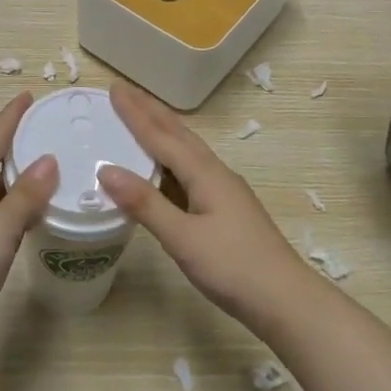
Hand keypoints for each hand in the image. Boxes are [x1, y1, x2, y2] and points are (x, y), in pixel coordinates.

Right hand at [97, 82, 315, 330]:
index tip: (114, 89)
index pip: (162, 136)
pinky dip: (171, 158)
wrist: (285, 300)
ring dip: (163, 131)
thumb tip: (105, 170)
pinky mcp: (226, 210)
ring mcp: (224, 192)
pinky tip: (166, 169)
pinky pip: (191, 170)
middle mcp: (216, 174)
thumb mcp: (182, 238)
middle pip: (179, 135)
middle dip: (150, 111)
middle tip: (124, 91)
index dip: (136, 114)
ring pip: (188, 151)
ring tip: (142, 117)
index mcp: (205, 174)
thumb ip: (145, 204)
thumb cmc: (233, 267)